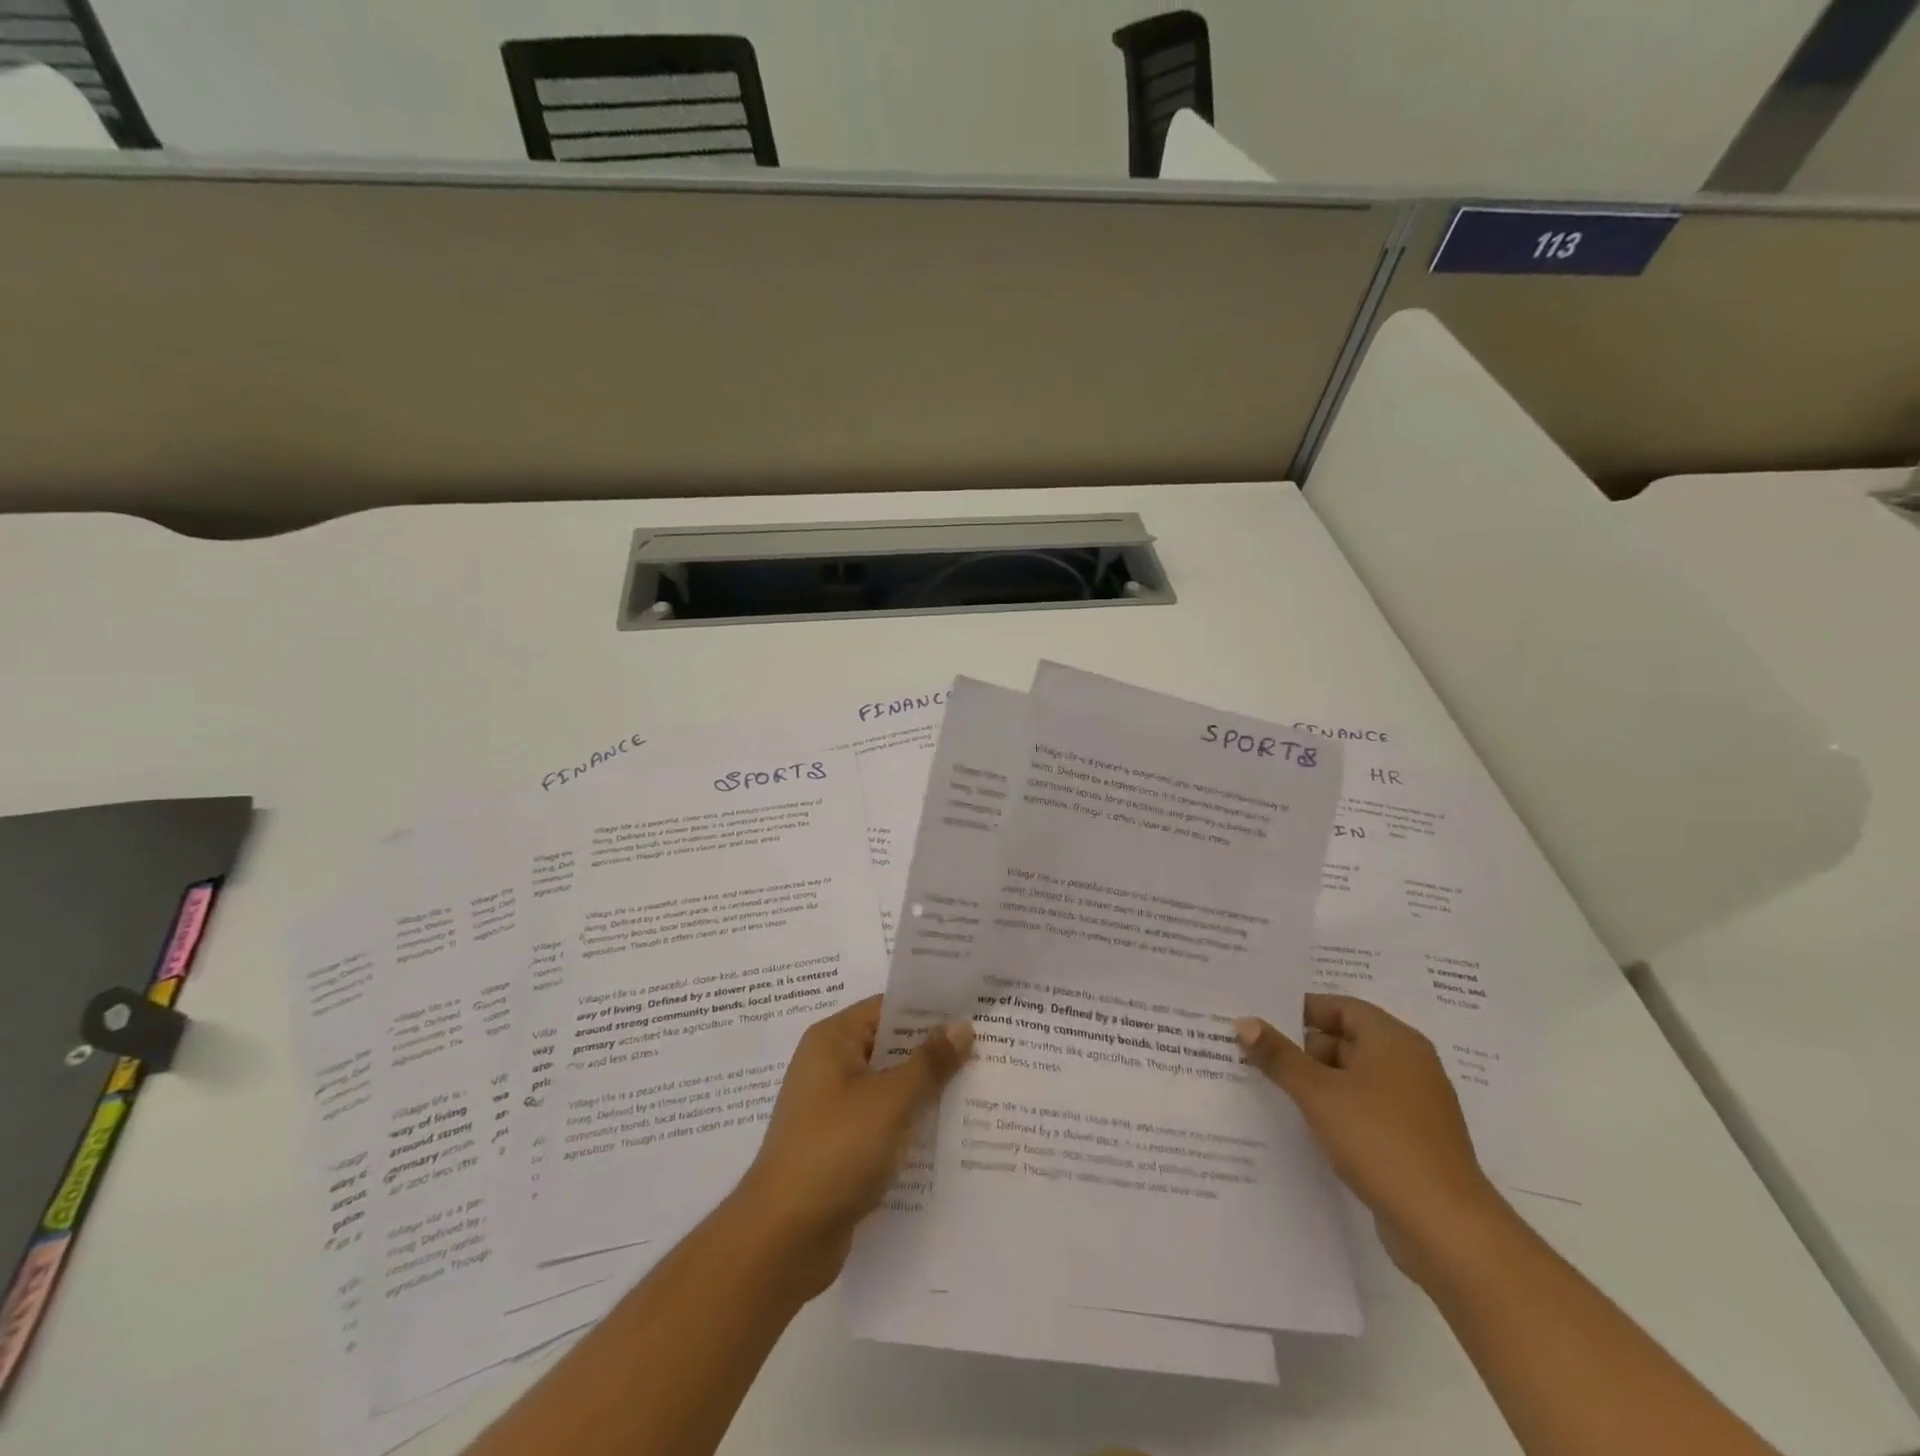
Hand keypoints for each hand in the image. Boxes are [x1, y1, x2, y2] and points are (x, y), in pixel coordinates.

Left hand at [734, 996, 971, 1294]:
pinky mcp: (840, 1148)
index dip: (930, 1009)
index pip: (888, 1008)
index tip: (974, 1012)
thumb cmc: (835, 1150)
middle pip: (891, 1048)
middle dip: (934, 1052)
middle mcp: (829, 1067)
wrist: (783, 1239)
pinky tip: (950, 1135)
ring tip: (980, 1089)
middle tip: (988, 1049)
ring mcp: (833, 1109)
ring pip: (890, 1088)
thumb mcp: (890, 1100)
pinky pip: (883, 1123)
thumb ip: (929, 1062)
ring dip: (926, 1092)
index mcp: (833, 1040)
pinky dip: (910, 1125)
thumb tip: (961, 1025)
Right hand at [1235, 994, 1505, 1283]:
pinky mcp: (1413, 1139)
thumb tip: (1245, 1022)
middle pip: (1345, 1040)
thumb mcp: (1318, 1093)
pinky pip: (1366, 1108)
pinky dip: (1337, 1109)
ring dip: (1317, 1082)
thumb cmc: (1379, 1140)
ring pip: (1354, 1077)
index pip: (1339, 1007)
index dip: (1299, 1011)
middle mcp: (1409, 1063)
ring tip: (1273, 1091)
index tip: (1261, 1023)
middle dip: (1302, 1049)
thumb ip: (1279, 1055)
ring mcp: (1415, 1104)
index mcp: (1393, 1039)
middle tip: (1258, 1058)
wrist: (1446, 1227)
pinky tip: (1307, 1126)